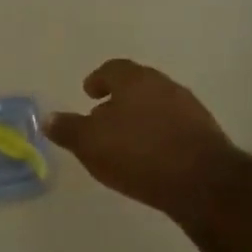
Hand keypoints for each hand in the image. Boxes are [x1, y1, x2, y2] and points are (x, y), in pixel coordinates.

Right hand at [45, 60, 236, 220]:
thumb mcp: (91, 144)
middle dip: (119, 99)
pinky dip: (157, 135)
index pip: (112, 69)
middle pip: (137, 85)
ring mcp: (189, 108)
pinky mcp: (204, 133)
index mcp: (135, 80)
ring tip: (124, 141)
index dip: (98, 79)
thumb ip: (68, 129)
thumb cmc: (138, 154)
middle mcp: (164, 85)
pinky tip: (149, 157)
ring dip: (139, 118)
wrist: (203, 182)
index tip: (89, 92)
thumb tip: (48, 118)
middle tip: (102, 116)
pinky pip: (172, 127)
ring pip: (156, 106)